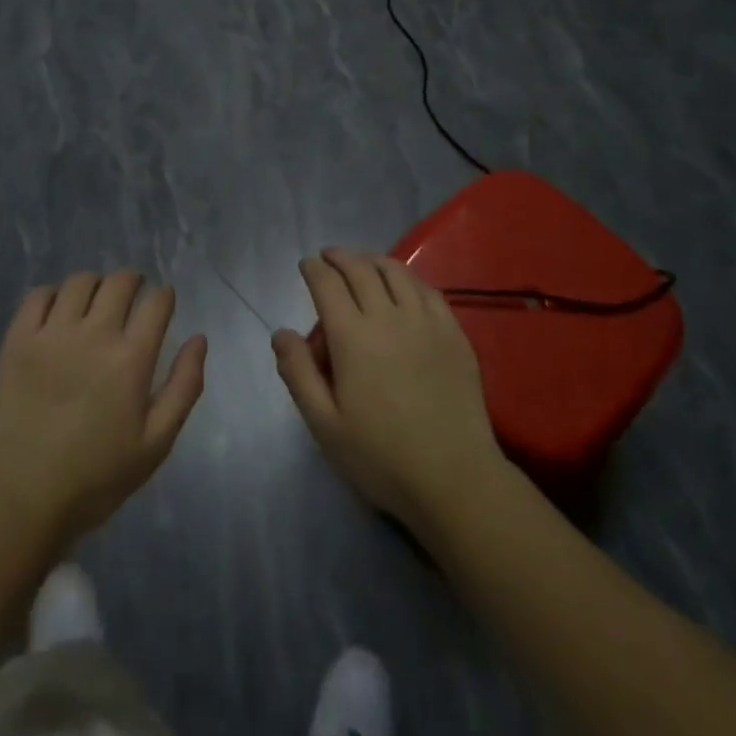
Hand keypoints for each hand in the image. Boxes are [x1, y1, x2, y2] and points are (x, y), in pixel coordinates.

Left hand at [0, 270, 207, 547]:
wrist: (19, 498)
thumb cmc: (95, 477)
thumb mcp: (155, 444)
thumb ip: (184, 387)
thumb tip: (199, 339)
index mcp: (130, 359)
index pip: (156, 302)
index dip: (164, 296)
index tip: (163, 302)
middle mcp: (93, 334)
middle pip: (119, 282)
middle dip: (133, 281)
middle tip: (133, 298)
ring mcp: (51, 333)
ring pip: (80, 282)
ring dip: (96, 285)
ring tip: (95, 303)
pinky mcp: (17, 340)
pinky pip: (38, 295)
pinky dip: (53, 295)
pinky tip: (58, 313)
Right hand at [273, 249, 505, 532]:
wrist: (454, 479)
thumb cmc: (381, 456)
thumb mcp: (325, 424)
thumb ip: (298, 374)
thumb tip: (281, 333)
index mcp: (352, 337)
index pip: (327, 285)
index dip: (314, 269)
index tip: (306, 265)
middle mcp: (387, 317)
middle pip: (360, 270)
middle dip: (340, 257)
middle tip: (329, 257)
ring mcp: (425, 322)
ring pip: (396, 272)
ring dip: (373, 260)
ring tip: (362, 262)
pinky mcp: (453, 333)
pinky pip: (428, 290)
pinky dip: (408, 277)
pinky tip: (404, 284)